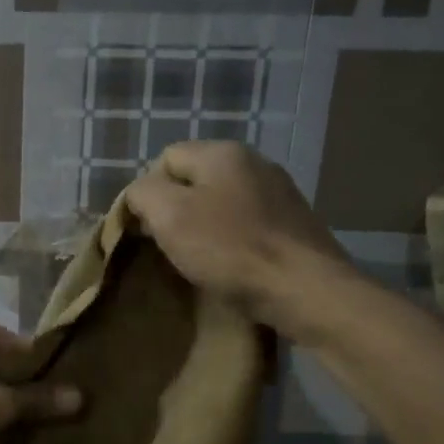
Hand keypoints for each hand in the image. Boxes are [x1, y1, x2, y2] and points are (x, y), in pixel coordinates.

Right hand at [125, 142, 353, 333]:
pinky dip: (230, 242)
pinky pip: (246, 225)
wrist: (305, 290)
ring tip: (196, 261)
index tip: (144, 229)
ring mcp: (279, 194)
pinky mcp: (293, 225)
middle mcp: (255, 163)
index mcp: (223, 153)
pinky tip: (229, 266)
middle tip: (167, 247)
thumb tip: (139, 194)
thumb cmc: (230, 249)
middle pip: (195, 181)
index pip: (165, 159)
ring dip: (203, 229)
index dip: (147, 191)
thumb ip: (143, 194)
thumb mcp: (169, 216)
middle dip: (175, 211)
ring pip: (221, 204)